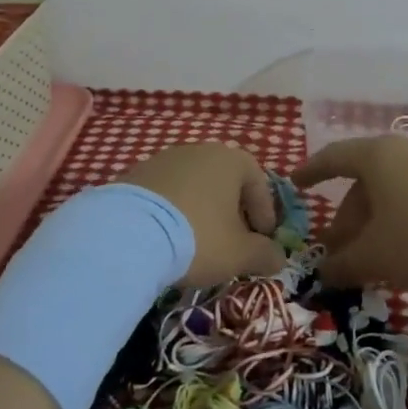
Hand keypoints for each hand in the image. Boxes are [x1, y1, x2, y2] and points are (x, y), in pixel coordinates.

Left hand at [115, 142, 286, 287]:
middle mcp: (200, 150)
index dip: (264, 213)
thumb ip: (265, 254)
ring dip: (201, 210)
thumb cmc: (198, 237)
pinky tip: (167, 237)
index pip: (258, 182)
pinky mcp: (136, 174)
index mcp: (230, 160)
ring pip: (194, 185)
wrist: (128, 233)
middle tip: (232, 242)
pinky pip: (166, 193)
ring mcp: (165, 158)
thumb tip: (278, 258)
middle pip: (225, 181)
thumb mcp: (240, 254)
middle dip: (233, 211)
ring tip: (197, 242)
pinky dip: (173, 211)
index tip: (262, 240)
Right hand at [292, 135, 407, 291]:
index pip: (333, 157)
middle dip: (347, 217)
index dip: (311, 172)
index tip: (295, 184)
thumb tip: (322, 271)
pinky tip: (406, 250)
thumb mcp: (377, 257)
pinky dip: (401, 219)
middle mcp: (404, 150)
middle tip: (338, 252)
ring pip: (391, 190)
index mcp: (377, 156)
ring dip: (374, 222)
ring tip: (372, 259)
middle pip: (364, 181)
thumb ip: (343, 264)